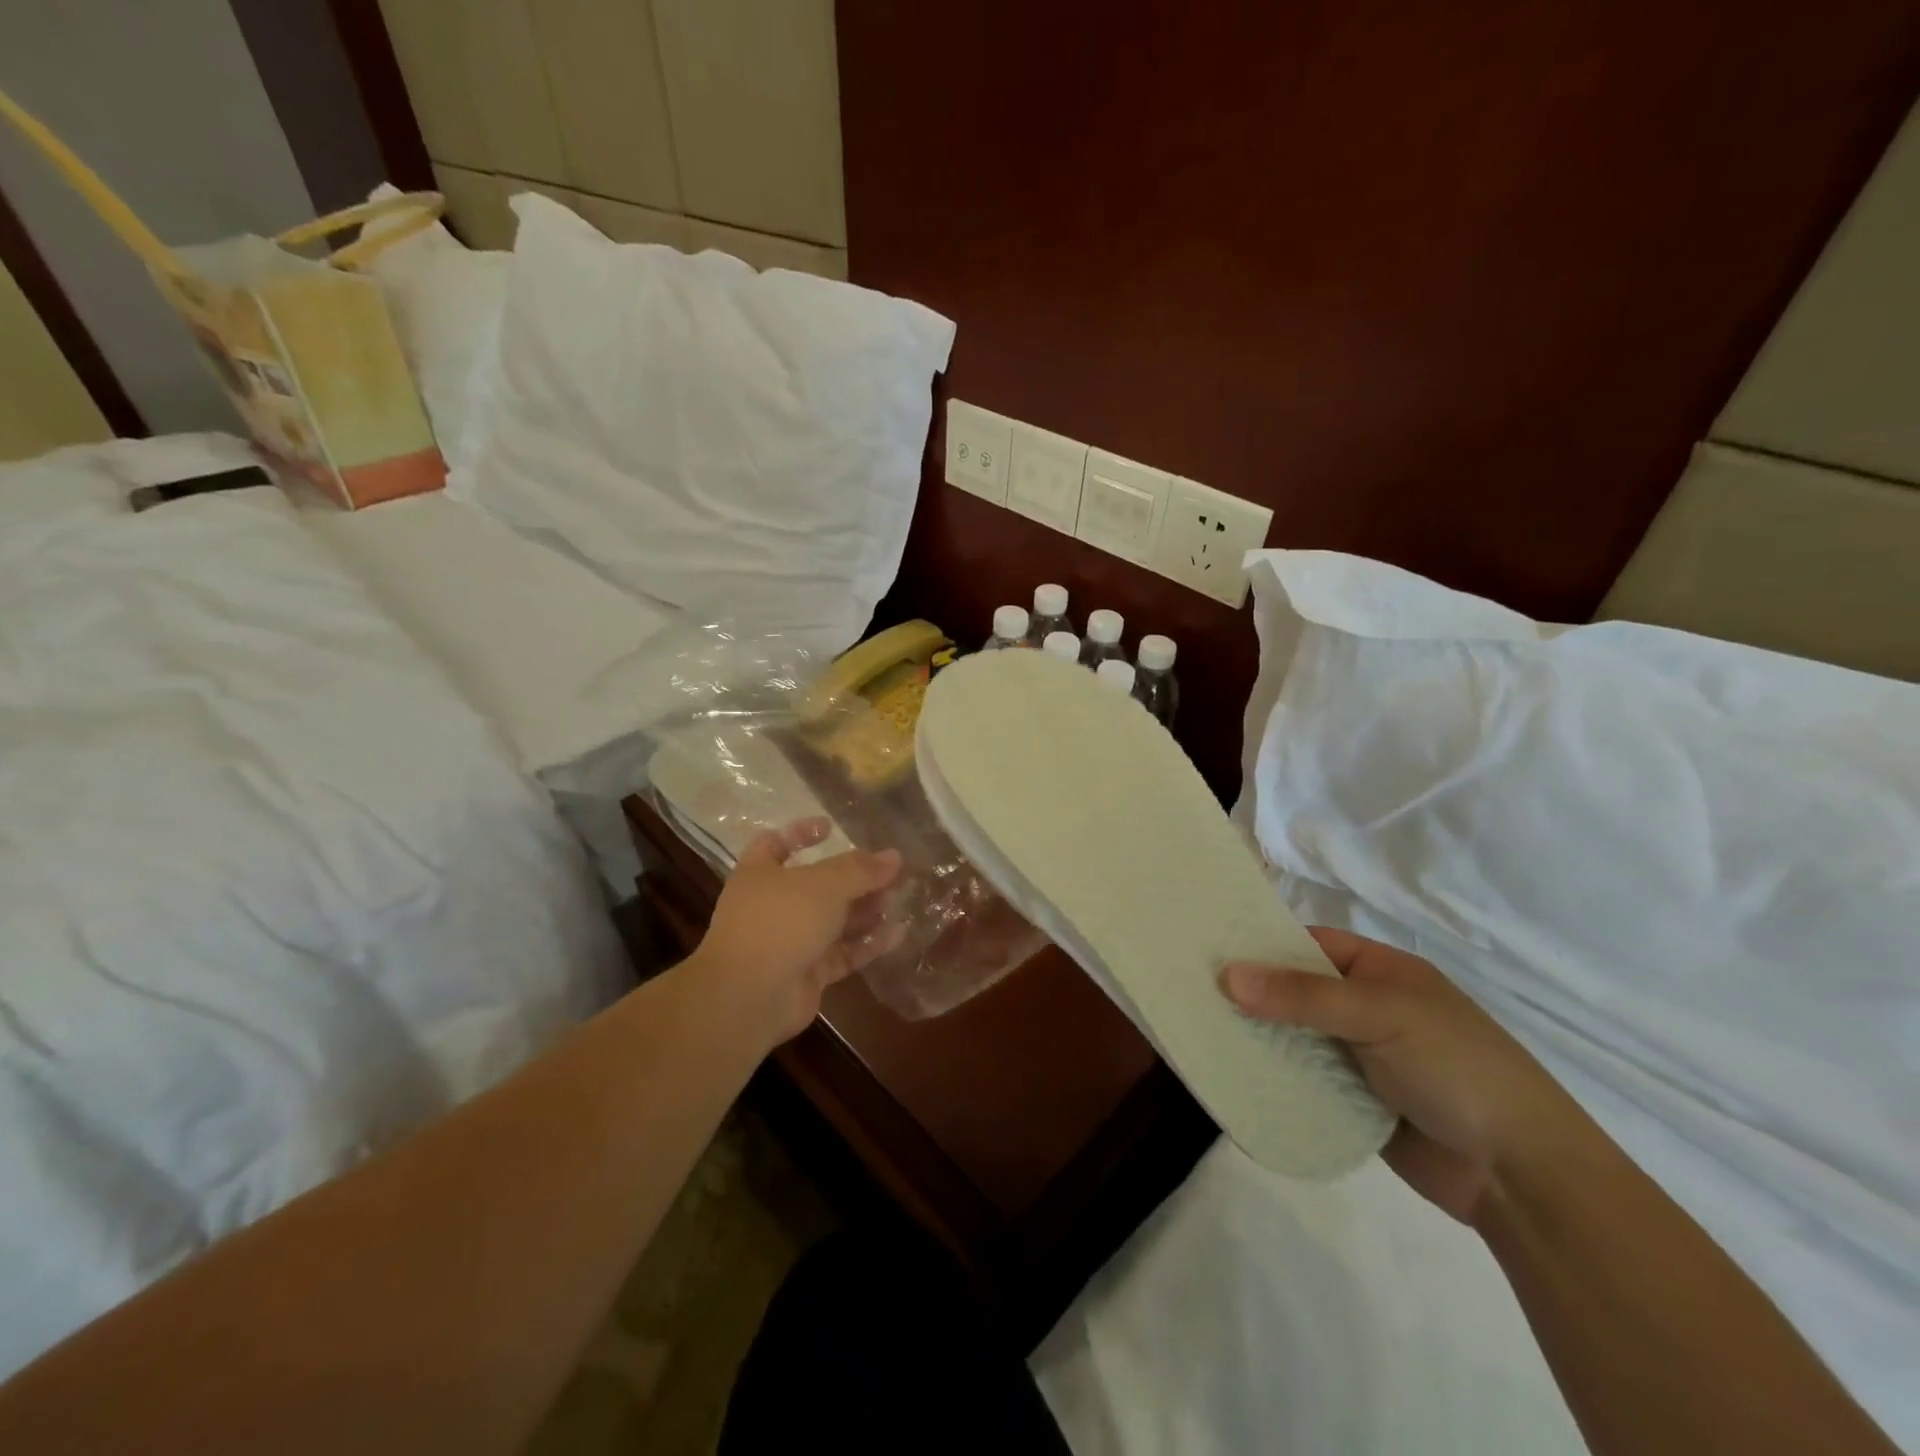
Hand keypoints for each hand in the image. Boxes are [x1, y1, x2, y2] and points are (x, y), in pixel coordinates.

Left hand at [690, 818, 904, 1047]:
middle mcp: (773, 905)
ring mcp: (790, 941)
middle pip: (817, 885)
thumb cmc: (780, 922)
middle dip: (853, 878)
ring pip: (833, 920)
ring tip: (900, 900)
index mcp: (760, 874)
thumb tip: (894, 856)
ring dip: (865, 910)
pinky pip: (843, 953)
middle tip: (890, 872)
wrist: (750, 997)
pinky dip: (868, 943)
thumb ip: (860, 869)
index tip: (832, 827)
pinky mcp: (808, 973)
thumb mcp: (824, 884)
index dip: (801, 833)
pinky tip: (898, 933)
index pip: (776, 844)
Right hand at [1222, 928, 1581, 1222]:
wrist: (1521, 1175)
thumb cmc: (1456, 1068)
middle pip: (1294, 991)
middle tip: (1190, 990)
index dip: (1260, 944)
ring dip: (1257, 1037)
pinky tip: (1230, 1074)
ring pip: (1294, 1037)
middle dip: (1250, 993)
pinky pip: (1302, 1080)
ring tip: (1198, 1030)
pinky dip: (1273, 1077)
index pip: (1307, 944)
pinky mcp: (1353, 1102)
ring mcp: (1359, 1056)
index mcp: (1380, 972)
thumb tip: (1226, 974)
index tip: (1206, 948)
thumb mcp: (1381, 1015)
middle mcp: (1365, 1008)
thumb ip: (1303, 995)